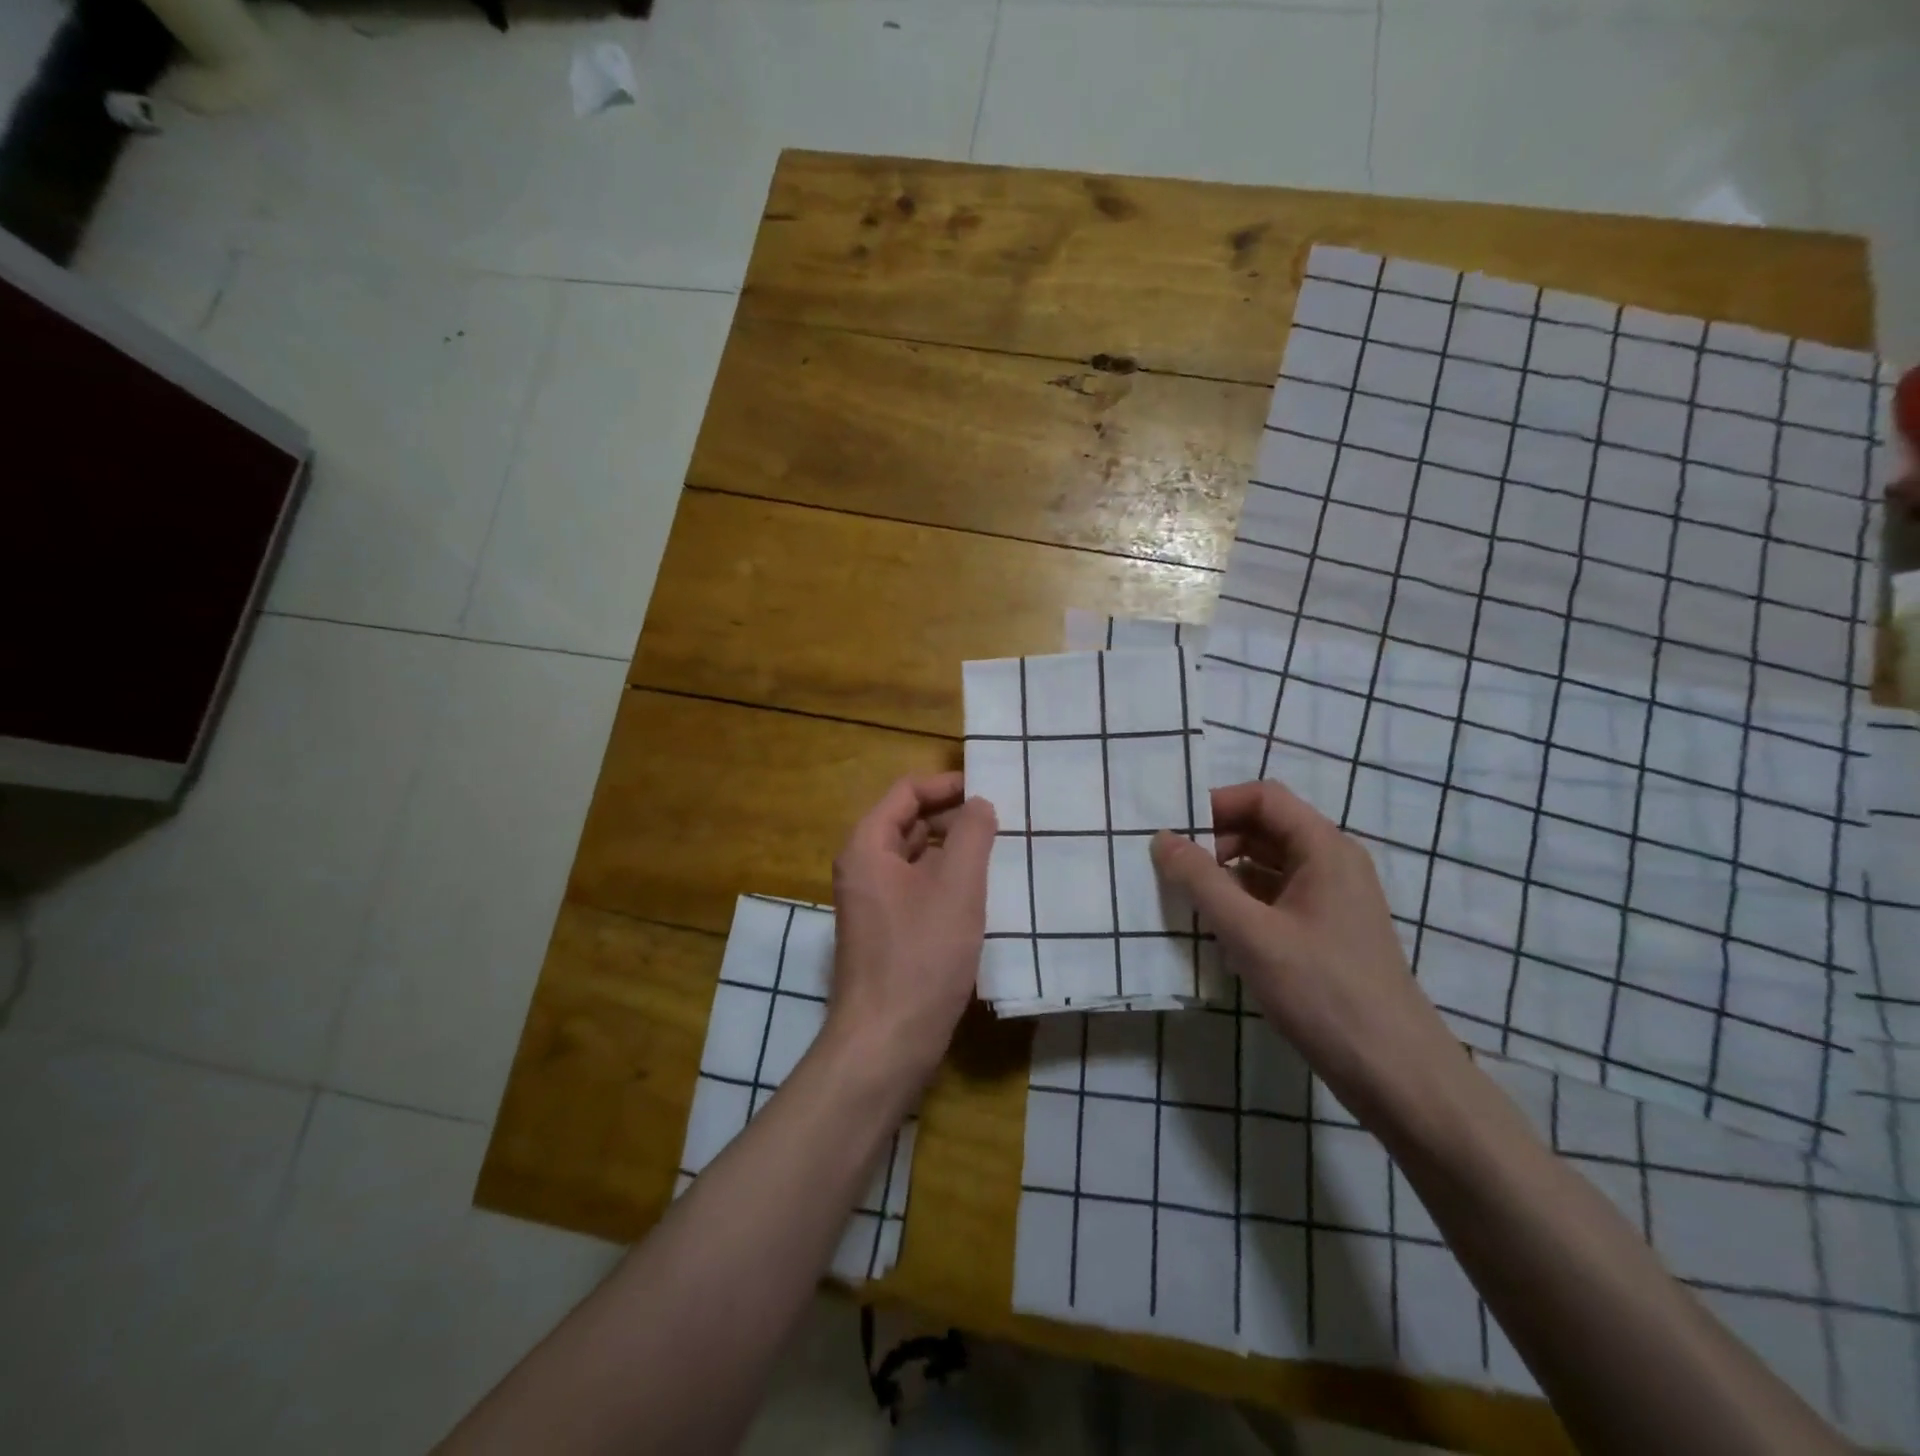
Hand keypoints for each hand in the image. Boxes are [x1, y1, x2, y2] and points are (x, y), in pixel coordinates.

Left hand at [827, 772, 997, 1092]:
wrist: (887, 1040)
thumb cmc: (921, 956)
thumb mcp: (957, 887)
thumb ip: (972, 834)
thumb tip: (979, 803)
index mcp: (868, 846)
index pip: (907, 792)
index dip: (947, 785)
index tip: (989, 788)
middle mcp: (863, 867)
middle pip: (910, 822)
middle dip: (954, 818)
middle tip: (1003, 821)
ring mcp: (873, 901)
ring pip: (917, 858)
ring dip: (954, 851)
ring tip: (1000, 852)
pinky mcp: (887, 930)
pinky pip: (918, 888)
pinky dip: (947, 881)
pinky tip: (983, 893)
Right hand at [1152, 780, 1461, 1124]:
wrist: (1393, 1072)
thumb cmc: (1322, 991)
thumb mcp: (1251, 933)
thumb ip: (1201, 881)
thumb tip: (1161, 839)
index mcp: (1324, 849)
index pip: (1264, 798)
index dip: (1216, 804)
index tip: (1174, 832)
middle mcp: (1332, 863)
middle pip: (1265, 828)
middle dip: (1216, 840)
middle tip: (1173, 868)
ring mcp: (1332, 899)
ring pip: (1268, 865)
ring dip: (1226, 874)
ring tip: (1187, 899)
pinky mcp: (1327, 931)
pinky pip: (1277, 897)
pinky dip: (1244, 902)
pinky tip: (1217, 931)